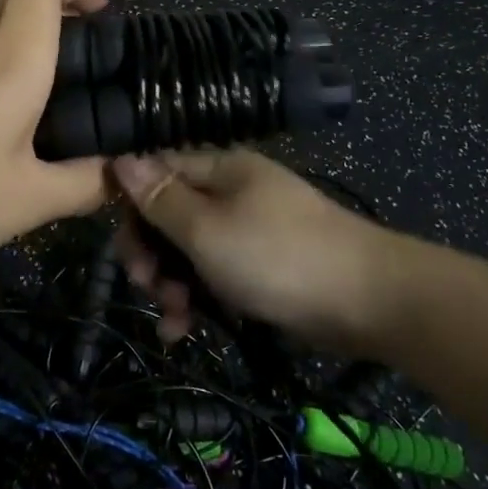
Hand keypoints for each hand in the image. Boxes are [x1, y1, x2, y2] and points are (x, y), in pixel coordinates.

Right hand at [111, 149, 404, 350]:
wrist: (368, 300)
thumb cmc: (278, 257)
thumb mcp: (207, 230)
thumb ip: (161, 198)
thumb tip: (121, 158)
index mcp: (219, 168)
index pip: (158, 170)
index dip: (131, 204)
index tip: (119, 244)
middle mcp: (231, 191)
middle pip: (170, 213)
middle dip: (151, 252)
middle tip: (146, 286)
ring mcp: (248, 228)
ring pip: (190, 249)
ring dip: (172, 283)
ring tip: (173, 318)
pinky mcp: (261, 264)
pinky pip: (215, 273)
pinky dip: (198, 298)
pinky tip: (183, 330)